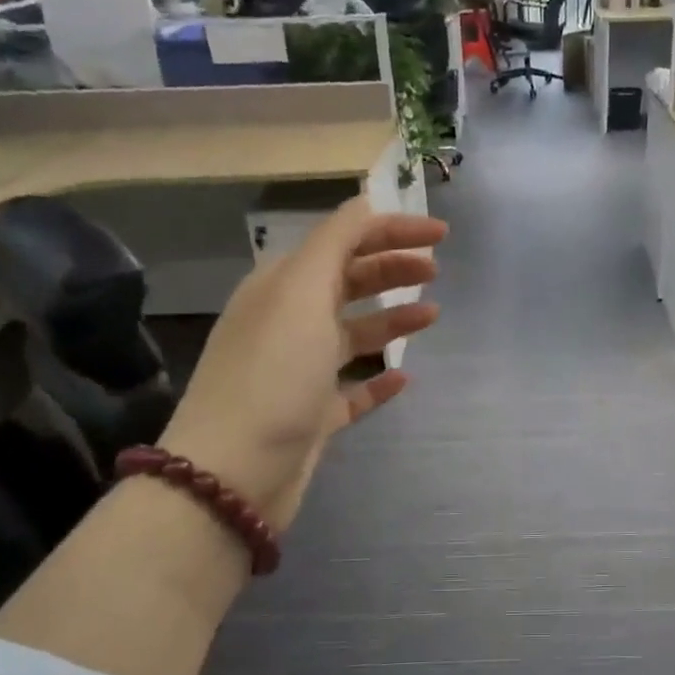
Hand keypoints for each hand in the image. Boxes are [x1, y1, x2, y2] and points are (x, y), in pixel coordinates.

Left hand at [159, 200, 445, 529]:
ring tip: (432, 315)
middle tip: (435, 271)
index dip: (390, 231)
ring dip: (391, 320)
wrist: (234, 470)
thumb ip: (335, 242)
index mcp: (281, 287)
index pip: (341, 242)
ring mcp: (300, 372)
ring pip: (353, 334)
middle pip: (348, 284)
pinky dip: (377, 379)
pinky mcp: (312, 416)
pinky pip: (352, 389)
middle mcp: (288, 323)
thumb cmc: (273, 373)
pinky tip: (404, 377)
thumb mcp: (302, 293)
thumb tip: (364, 203)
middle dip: (391, 270)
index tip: (440, 235)